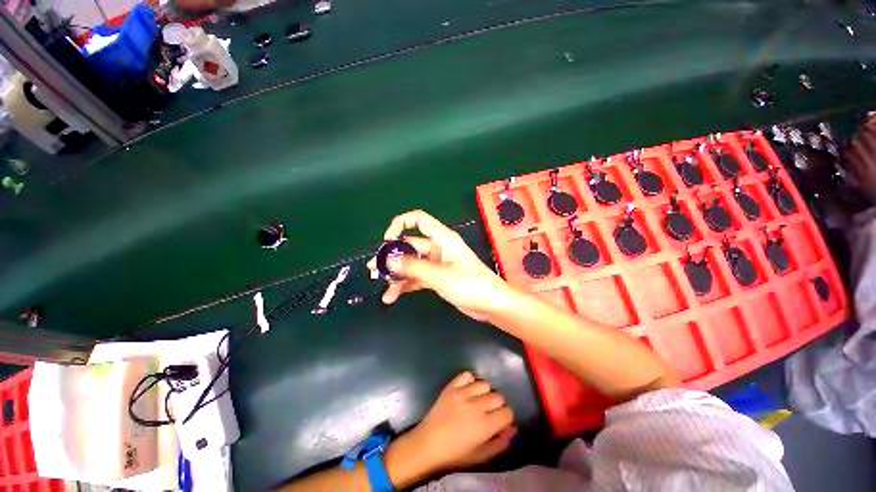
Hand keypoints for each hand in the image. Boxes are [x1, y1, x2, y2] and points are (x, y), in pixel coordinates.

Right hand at [368, 210, 514, 320]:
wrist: (491, 305)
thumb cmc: (472, 285)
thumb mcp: (441, 276)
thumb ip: (414, 267)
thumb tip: (389, 260)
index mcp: (442, 239)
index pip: (419, 220)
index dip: (401, 224)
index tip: (387, 241)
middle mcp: (438, 248)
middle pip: (410, 245)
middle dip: (391, 255)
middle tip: (374, 268)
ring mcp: (436, 264)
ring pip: (411, 263)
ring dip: (396, 272)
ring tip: (379, 282)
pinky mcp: (436, 278)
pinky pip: (416, 277)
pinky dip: (405, 284)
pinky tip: (392, 296)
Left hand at [401, 371, 515, 473]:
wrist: (428, 442)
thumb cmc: (455, 453)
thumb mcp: (481, 456)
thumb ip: (500, 443)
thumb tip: (512, 429)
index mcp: (485, 426)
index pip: (508, 412)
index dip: (506, 417)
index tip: (500, 421)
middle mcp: (476, 406)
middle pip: (499, 396)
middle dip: (497, 405)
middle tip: (489, 412)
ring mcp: (463, 393)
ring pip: (485, 384)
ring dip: (485, 393)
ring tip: (478, 400)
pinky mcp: (452, 386)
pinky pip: (467, 375)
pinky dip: (470, 380)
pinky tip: (468, 390)